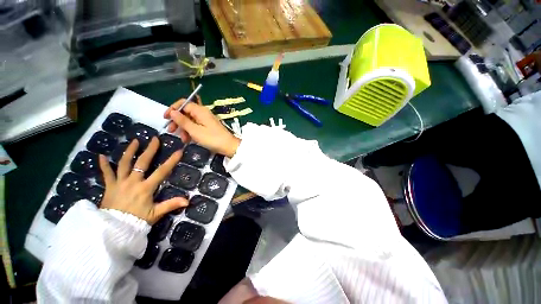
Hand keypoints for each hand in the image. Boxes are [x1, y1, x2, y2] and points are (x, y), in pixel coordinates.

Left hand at [98, 137, 187, 223]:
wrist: (113, 230)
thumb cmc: (136, 221)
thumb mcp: (156, 214)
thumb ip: (171, 205)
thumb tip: (187, 201)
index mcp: (146, 188)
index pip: (162, 171)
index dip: (171, 161)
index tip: (178, 151)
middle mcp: (133, 182)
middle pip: (142, 162)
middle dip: (150, 150)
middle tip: (154, 139)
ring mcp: (119, 183)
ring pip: (124, 164)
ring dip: (129, 151)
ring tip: (134, 141)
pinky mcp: (109, 186)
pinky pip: (106, 173)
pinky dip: (103, 165)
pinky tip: (101, 156)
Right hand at [164, 100, 239, 157]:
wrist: (229, 146)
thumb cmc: (212, 138)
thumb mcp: (195, 131)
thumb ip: (182, 121)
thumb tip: (172, 112)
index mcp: (200, 110)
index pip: (184, 103)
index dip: (173, 109)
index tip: (165, 118)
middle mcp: (203, 113)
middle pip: (186, 112)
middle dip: (177, 121)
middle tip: (171, 131)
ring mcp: (206, 120)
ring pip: (190, 121)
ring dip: (184, 129)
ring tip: (182, 139)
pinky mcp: (208, 127)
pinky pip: (196, 126)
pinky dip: (191, 132)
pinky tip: (188, 140)